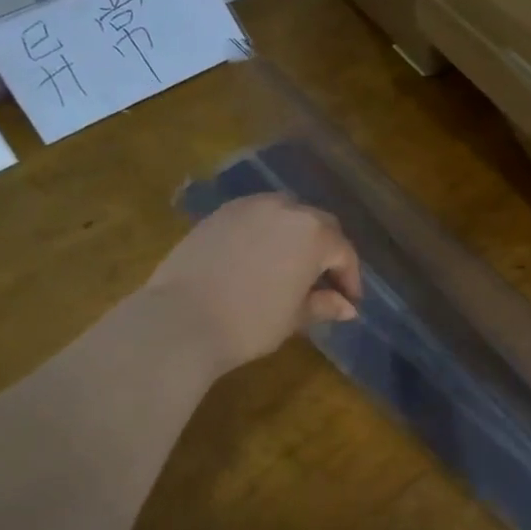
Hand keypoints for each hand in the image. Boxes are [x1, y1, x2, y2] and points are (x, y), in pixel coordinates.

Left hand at [148, 194, 361, 376]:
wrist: (180, 321)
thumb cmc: (250, 323)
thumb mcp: (294, 317)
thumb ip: (323, 304)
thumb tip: (347, 307)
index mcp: (313, 234)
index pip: (343, 252)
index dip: (350, 278)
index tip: (349, 301)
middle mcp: (286, 209)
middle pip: (319, 224)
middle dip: (327, 250)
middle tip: (325, 281)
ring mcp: (250, 206)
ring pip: (286, 213)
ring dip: (297, 235)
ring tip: (292, 264)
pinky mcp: (220, 213)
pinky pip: (256, 216)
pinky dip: (267, 231)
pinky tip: (259, 257)